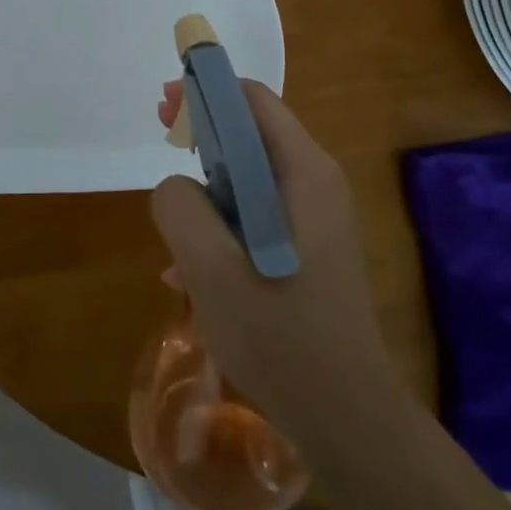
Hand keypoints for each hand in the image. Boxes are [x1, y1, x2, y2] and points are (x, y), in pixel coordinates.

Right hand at [153, 79, 394, 433]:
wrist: (347, 417)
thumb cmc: (280, 335)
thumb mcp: (210, 266)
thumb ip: (180, 206)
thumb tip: (177, 188)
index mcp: (304, 172)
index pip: (253, 100)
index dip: (206, 91)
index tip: (166, 106)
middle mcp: (317, 184)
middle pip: (252, 133)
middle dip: (202, 135)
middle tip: (163, 143)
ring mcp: (317, 219)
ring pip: (251, 179)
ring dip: (208, 189)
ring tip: (172, 226)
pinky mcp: (310, 250)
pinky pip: (258, 216)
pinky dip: (224, 225)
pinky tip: (191, 274)